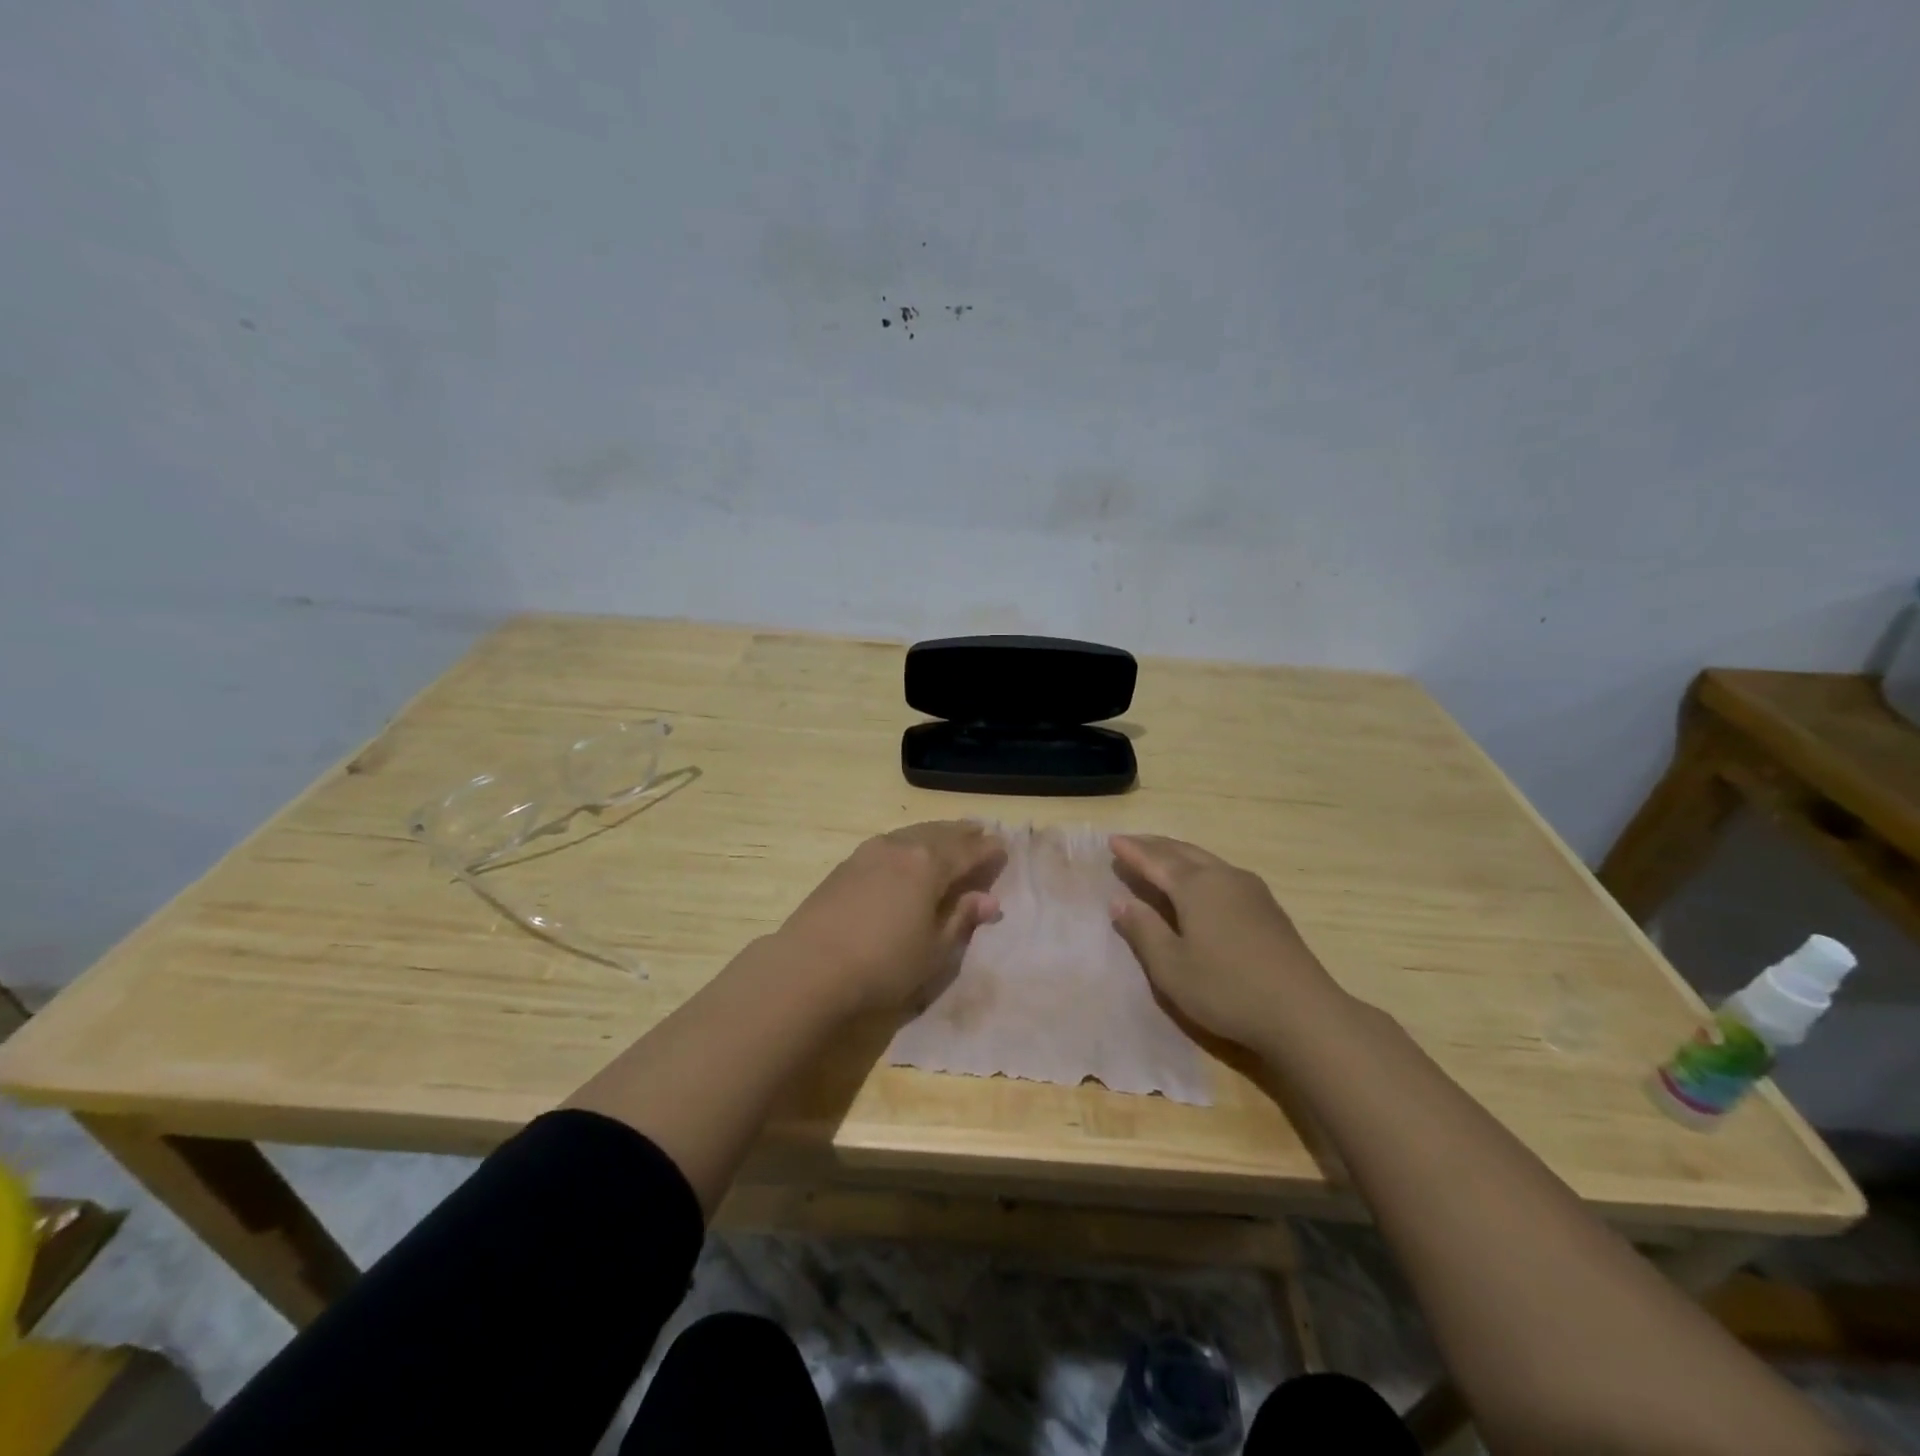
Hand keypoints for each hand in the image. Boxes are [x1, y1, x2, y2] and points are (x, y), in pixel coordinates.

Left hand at [774, 821, 1005, 1015]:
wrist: (810, 967)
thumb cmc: (883, 964)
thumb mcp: (934, 950)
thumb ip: (961, 919)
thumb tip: (988, 900)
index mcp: (929, 865)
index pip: (968, 851)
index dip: (988, 850)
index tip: (1003, 848)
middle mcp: (901, 848)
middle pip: (940, 834)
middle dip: (962, 833)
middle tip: (979, 830)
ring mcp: (870, 852)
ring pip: (912, 833)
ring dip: (934, 833)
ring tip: (947, 835)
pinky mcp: (846, 864)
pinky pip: (890, 842)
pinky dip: (908, 842)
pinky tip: (906, 851)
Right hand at [1109, 834, 1338, 1049]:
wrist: (1303, 1012)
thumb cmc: (1226, 989)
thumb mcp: (1171, 967)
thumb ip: (1143, 930)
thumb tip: (1120, 901)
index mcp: (1195, 886)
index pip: (1154, 860)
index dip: (1131, 852)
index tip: (1112, 841)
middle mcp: (1223, 876)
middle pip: (1182, 851)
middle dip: (1154, 845)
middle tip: (1131, 841)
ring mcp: (1250, 890)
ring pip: (1205, 859)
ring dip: (1178, 853)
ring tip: (1160, 854)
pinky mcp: (1268, 907)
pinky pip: (1222, 872)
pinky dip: (1199, 867)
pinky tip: (1200, 880)